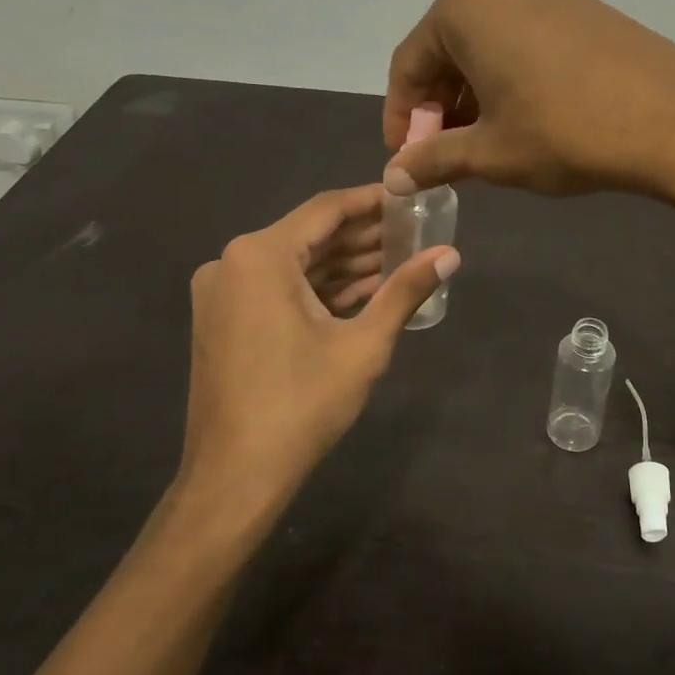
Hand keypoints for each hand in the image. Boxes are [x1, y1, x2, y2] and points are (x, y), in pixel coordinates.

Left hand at [159, 185, 456, 544]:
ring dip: (344, 265)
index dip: (373, 201)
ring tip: (401, 260)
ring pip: (295, 266)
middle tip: (415, 232)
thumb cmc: (301, 405)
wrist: (235, 476)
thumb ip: (405, 291)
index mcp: (259, 256)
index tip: (412, 198)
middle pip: (309, 236)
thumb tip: (451, 254)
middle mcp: (232, 263)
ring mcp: (223, 294)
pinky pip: (279, 291)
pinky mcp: (225, 321)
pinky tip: (364, 292)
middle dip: (363, 237)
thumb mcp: (363, 345)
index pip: (326, 209)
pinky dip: (319, 291)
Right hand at [382, 0, 674, 197]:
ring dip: (474, 93)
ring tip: (483, 142)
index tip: (404, 159)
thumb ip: (433, 160)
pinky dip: (509, 75)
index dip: (402, 116)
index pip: (410, 63)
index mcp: (464, 4)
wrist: (674, 122)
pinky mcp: (582, 2)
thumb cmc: (565, 132)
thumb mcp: (490, 153)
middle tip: (444, 155)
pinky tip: (522, 115)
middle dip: (440, 105)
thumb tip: (393, 178)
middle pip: (448, 49)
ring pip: (488, 43)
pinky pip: (524, 37)